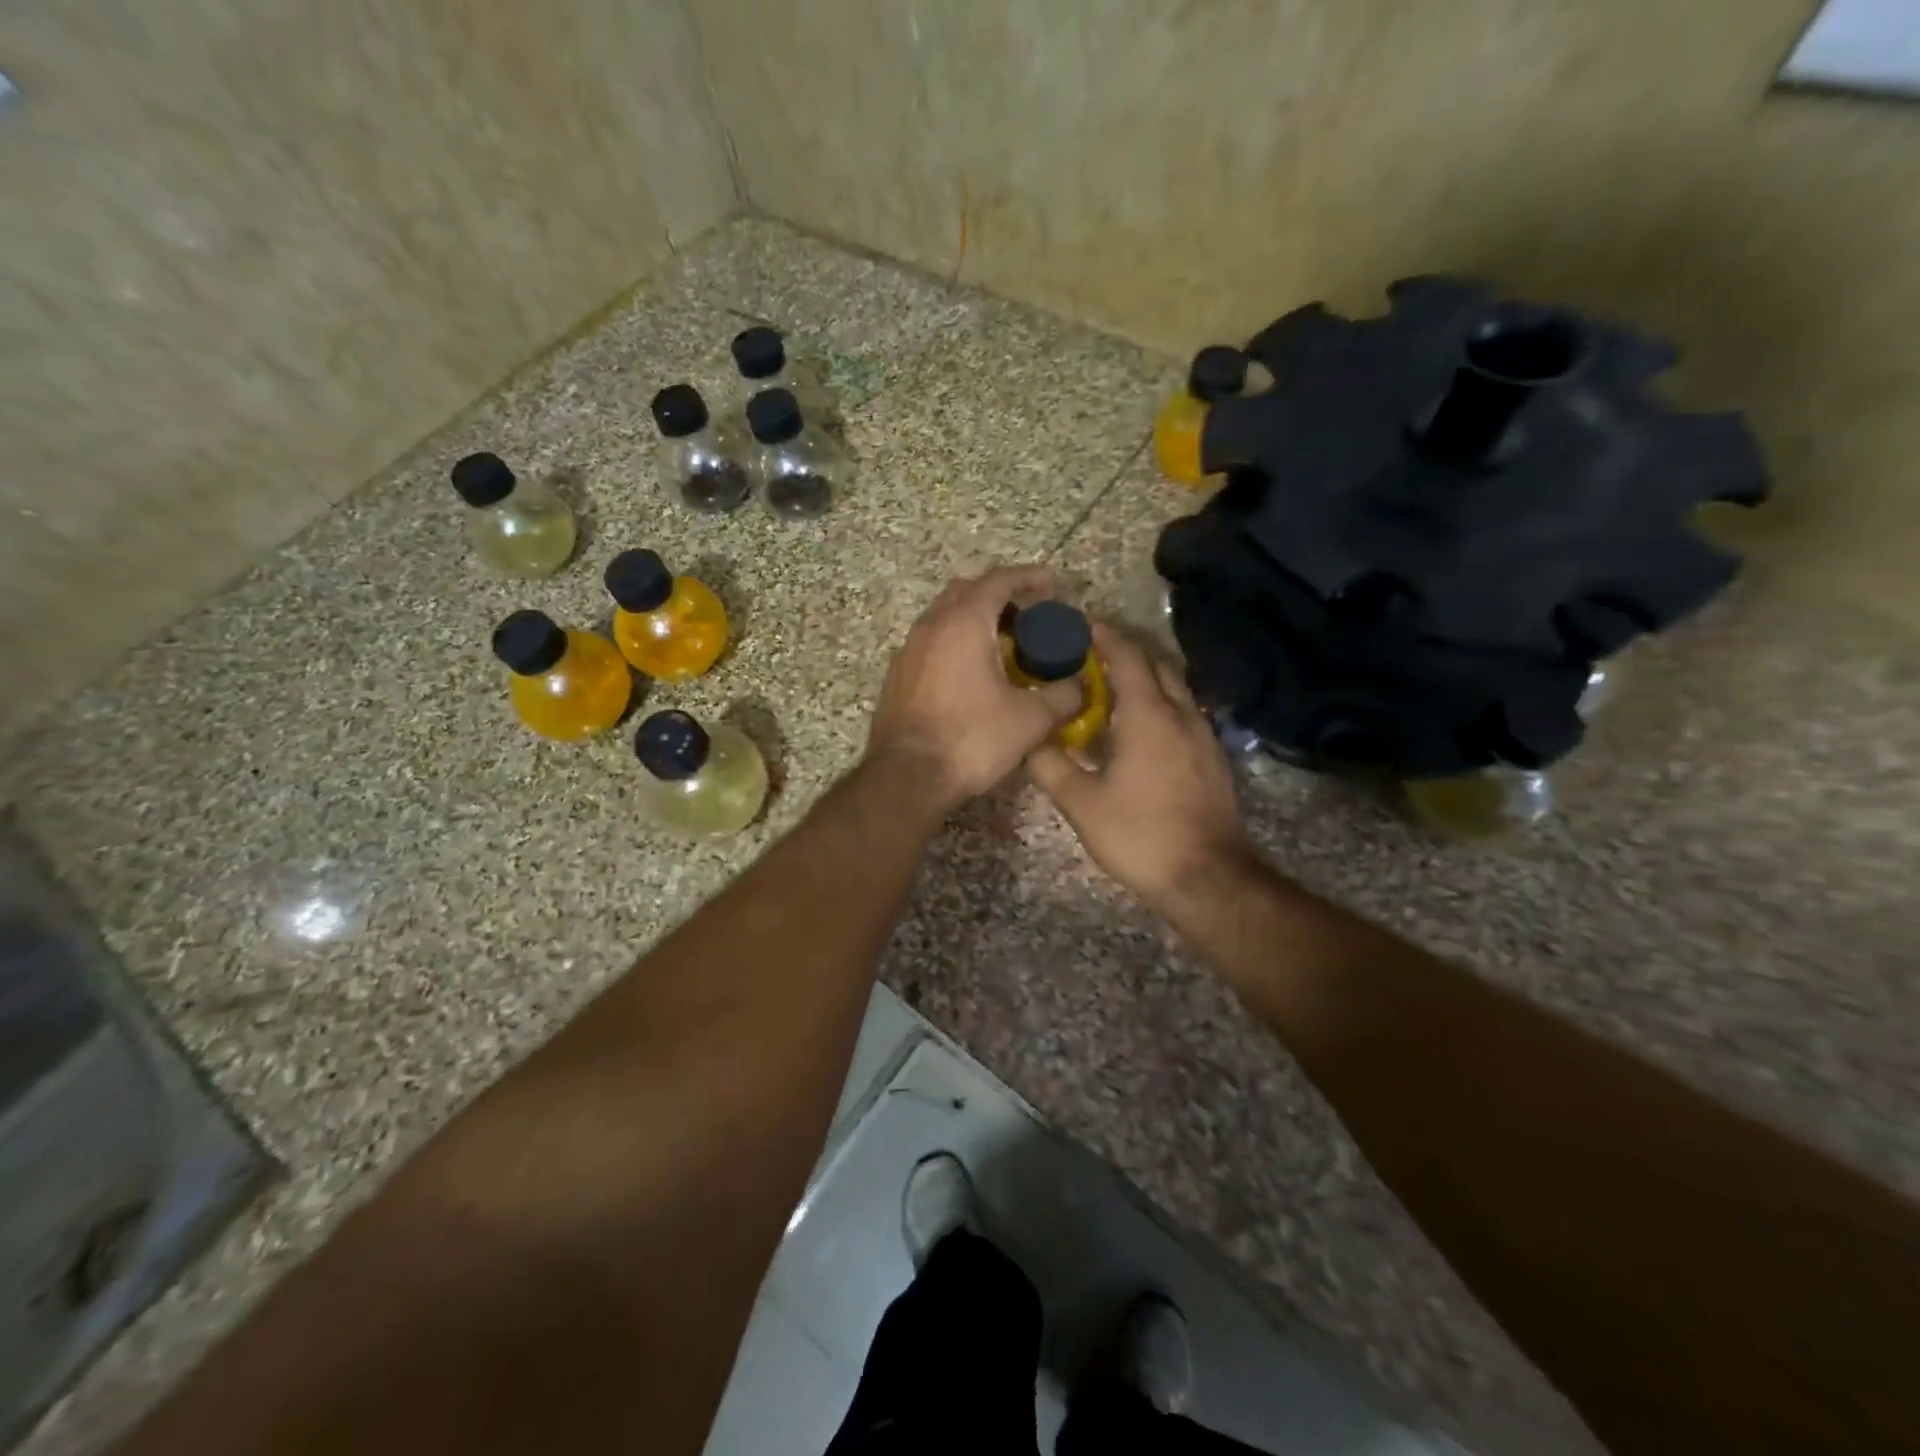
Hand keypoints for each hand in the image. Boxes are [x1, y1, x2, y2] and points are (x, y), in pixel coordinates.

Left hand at [868, 566, 1083, 811]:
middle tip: (1027, 617)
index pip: (998, 581)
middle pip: (966, 592)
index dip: (1028, 577)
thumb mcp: (1030, 720)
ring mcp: (908, 651)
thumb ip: (1062, 696)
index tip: (1052, 583)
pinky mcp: (897, 677)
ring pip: (944, 617)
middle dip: (999, 595)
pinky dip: (954, 643)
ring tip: (1002, 645)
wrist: (907, 777)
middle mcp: (930, 627)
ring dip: (973, 620)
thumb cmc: (971, 740)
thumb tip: (1079, 688)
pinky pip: (930, 644)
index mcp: (963, 624)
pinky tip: (971, 674)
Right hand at [1028, 624, 1253, 915]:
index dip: (1103, 635)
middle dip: (1125, 651)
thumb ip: (1049, 765)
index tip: (1078, 624)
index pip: (1127, 656)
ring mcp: (1203, 736)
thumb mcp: (1082, 803)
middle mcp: (1181, 714)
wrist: (1208, 877)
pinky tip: (1138, 728)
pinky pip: (1183, 712)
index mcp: (1149, 715)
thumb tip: (1027, 738)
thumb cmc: (1141, 835)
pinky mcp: (1212, 758)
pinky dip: (1159, 703)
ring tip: (1110, 688)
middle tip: (1089, 654)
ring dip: (1145, 677)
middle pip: (1156, 664)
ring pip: (1174, 688)